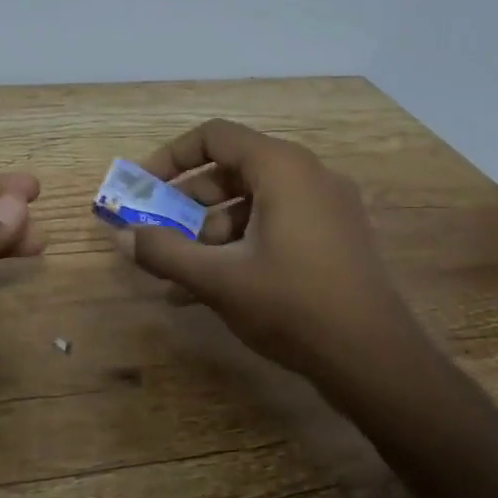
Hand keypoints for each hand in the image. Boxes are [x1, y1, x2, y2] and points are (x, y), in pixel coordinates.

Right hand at [113, 120, 413, 388]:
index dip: (170, 157)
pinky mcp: (335, 238)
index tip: (143, 188)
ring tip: (181, 277)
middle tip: (159, 233)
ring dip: (211, 233)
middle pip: (232, 170)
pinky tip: (213, 290)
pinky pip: (276, 226)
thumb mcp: (218, 279)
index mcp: (282, 167)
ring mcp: (327, 207)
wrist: (375, 360)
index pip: (214, 137)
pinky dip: (242, 246)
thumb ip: (164, 252)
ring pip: (253, 203)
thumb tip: (122, 236)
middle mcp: (308, 175)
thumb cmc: (293, 305)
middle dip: (188, 203)